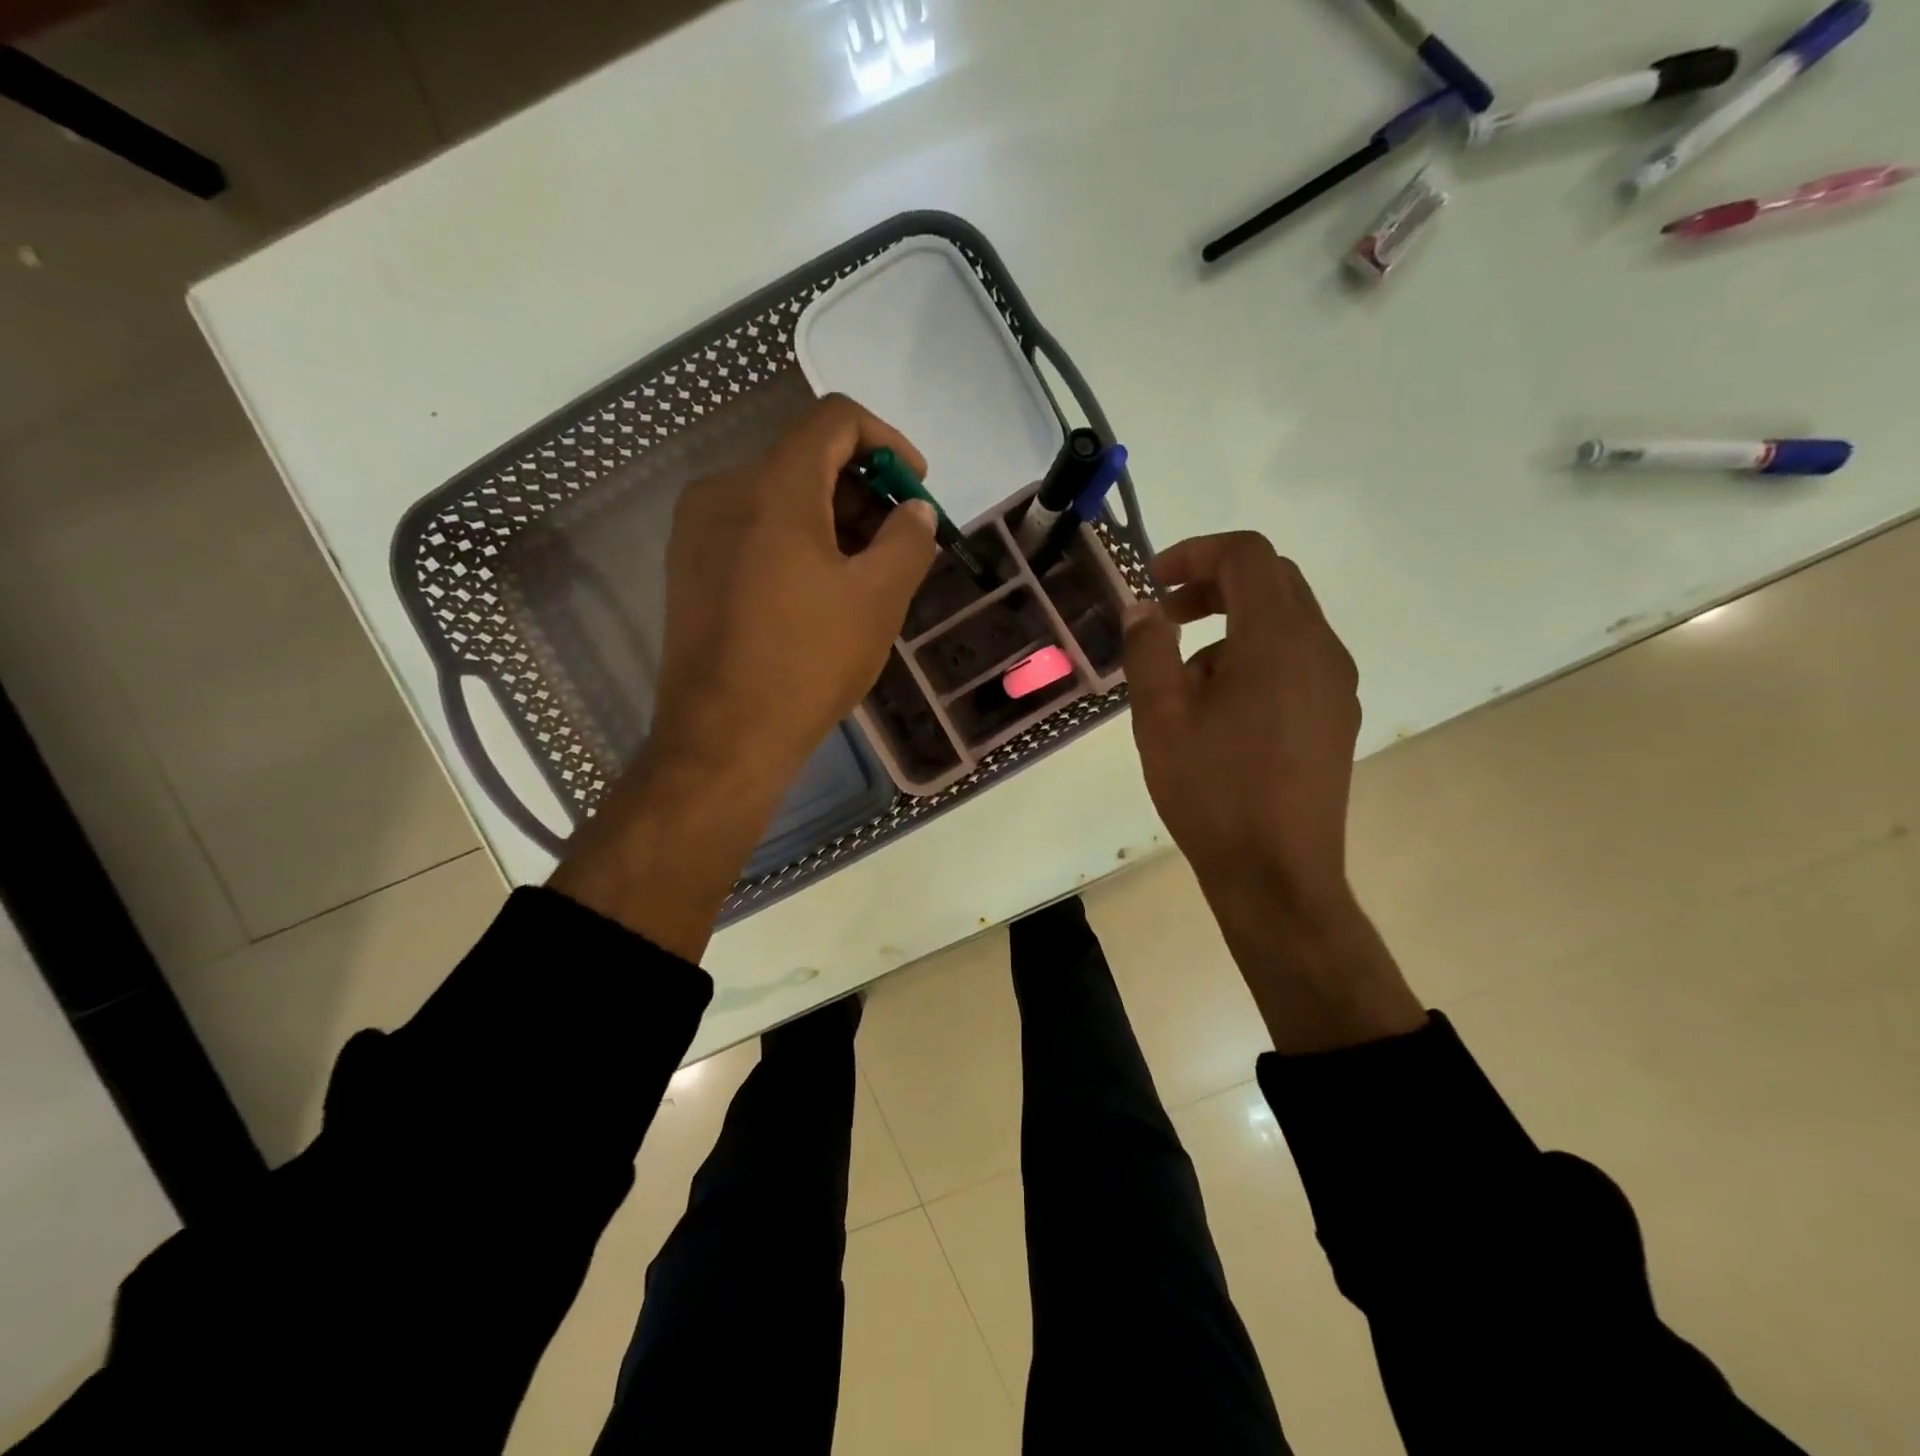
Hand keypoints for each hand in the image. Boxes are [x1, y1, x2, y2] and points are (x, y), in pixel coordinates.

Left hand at [550, 396, 936, 960]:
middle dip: (864, 489)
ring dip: (833, 518)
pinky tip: (821, 591)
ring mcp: (698, 530)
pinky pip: (753, 528)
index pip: (835, 419)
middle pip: (806, 457)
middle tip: (900, 540)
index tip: (916, 486)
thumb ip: (909, 539)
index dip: (887, 441)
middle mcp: (725, 490)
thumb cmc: (808, 662)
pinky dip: (796, 540)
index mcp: (774, 486)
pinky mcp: (690, 567)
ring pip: (778, 496)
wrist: (722, 737)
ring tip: (867, 572)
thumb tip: (913, 511)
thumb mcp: (879, 598)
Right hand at [1123, 532, 1360, 914]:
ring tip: (1186, 679)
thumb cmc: (1212, 791)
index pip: (1246, 555)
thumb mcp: (1160, 717)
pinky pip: (1297, 658)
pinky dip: (1255, 655)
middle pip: (1273, 580)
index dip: (1195, 553)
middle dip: (1214, 584)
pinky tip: (1222, 709)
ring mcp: (1335, 684)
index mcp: (1277, 639)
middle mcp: (1320, 649)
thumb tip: (1145, 608)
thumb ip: (1149, 649)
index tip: (1154, 582)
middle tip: (1168, 618)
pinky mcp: (1336, 715)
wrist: (1277, 873)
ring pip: (1286, 621)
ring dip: (1233, 624)